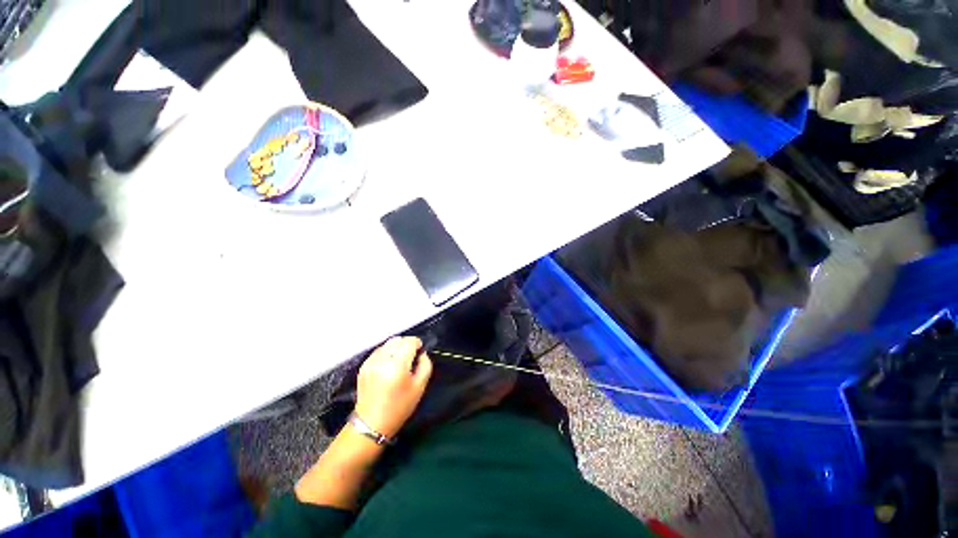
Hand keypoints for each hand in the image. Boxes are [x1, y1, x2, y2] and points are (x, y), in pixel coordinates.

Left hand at [354, 336, 432, 438]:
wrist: (371, 424)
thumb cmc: (399, 407)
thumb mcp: (420, 387)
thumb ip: (425, 365)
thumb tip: (422, 353)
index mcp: (397, 366)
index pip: (409, 342)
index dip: (417, 343)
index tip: (420, 351)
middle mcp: (382, 360)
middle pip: (398, 340)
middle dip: (407, 344)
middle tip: (411, 357)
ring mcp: (370, 362)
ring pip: (388, 343)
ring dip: (396, 348)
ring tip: (400, 361)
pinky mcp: (364, 366)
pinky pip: (379, 351)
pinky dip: (387, 353)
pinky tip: (389, 365)